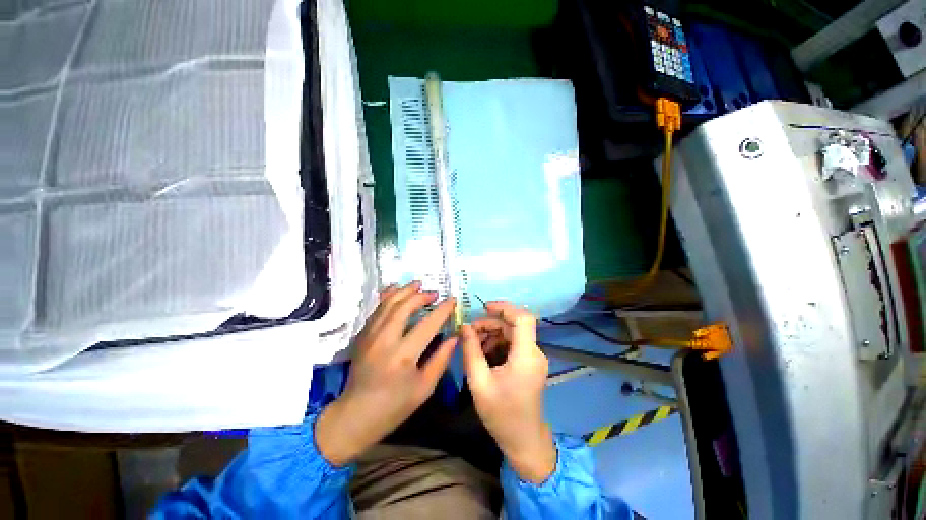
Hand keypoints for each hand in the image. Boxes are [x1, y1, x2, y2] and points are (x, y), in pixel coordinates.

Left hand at [315, 282, 457, 465]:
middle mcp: (385, 341)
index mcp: (404, 356)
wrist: (355, 415)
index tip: (452, 300)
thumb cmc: (394, 406)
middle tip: (434, 293)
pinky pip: (376, 309)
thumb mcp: (425, 388)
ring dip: (404, 291)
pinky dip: (387, 296)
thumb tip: (455, 336)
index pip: (428, 324)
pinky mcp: (362, 335)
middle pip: (404, 307)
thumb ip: (441, 359)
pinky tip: (396, 289)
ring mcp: (370, 336)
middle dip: (421, 296)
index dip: (442, 310)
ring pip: (388, 304)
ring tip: (417, 284)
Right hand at [460, 301, 555, 482]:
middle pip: (514, 325)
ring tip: (474, 344)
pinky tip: (483, 354)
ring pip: (512, 333)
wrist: (524, 441)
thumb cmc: (501, 415)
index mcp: (526, 356)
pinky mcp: (530, 363)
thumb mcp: (479, 382)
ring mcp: (534, 358)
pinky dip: (498, 343)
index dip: (505, 307)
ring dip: (492, 334)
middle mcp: (534, 352)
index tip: (484, 307)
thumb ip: (471, 351)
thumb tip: (465, 327)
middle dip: (491, 323)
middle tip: (470, 333)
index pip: (523, 318)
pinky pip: (513, 344)